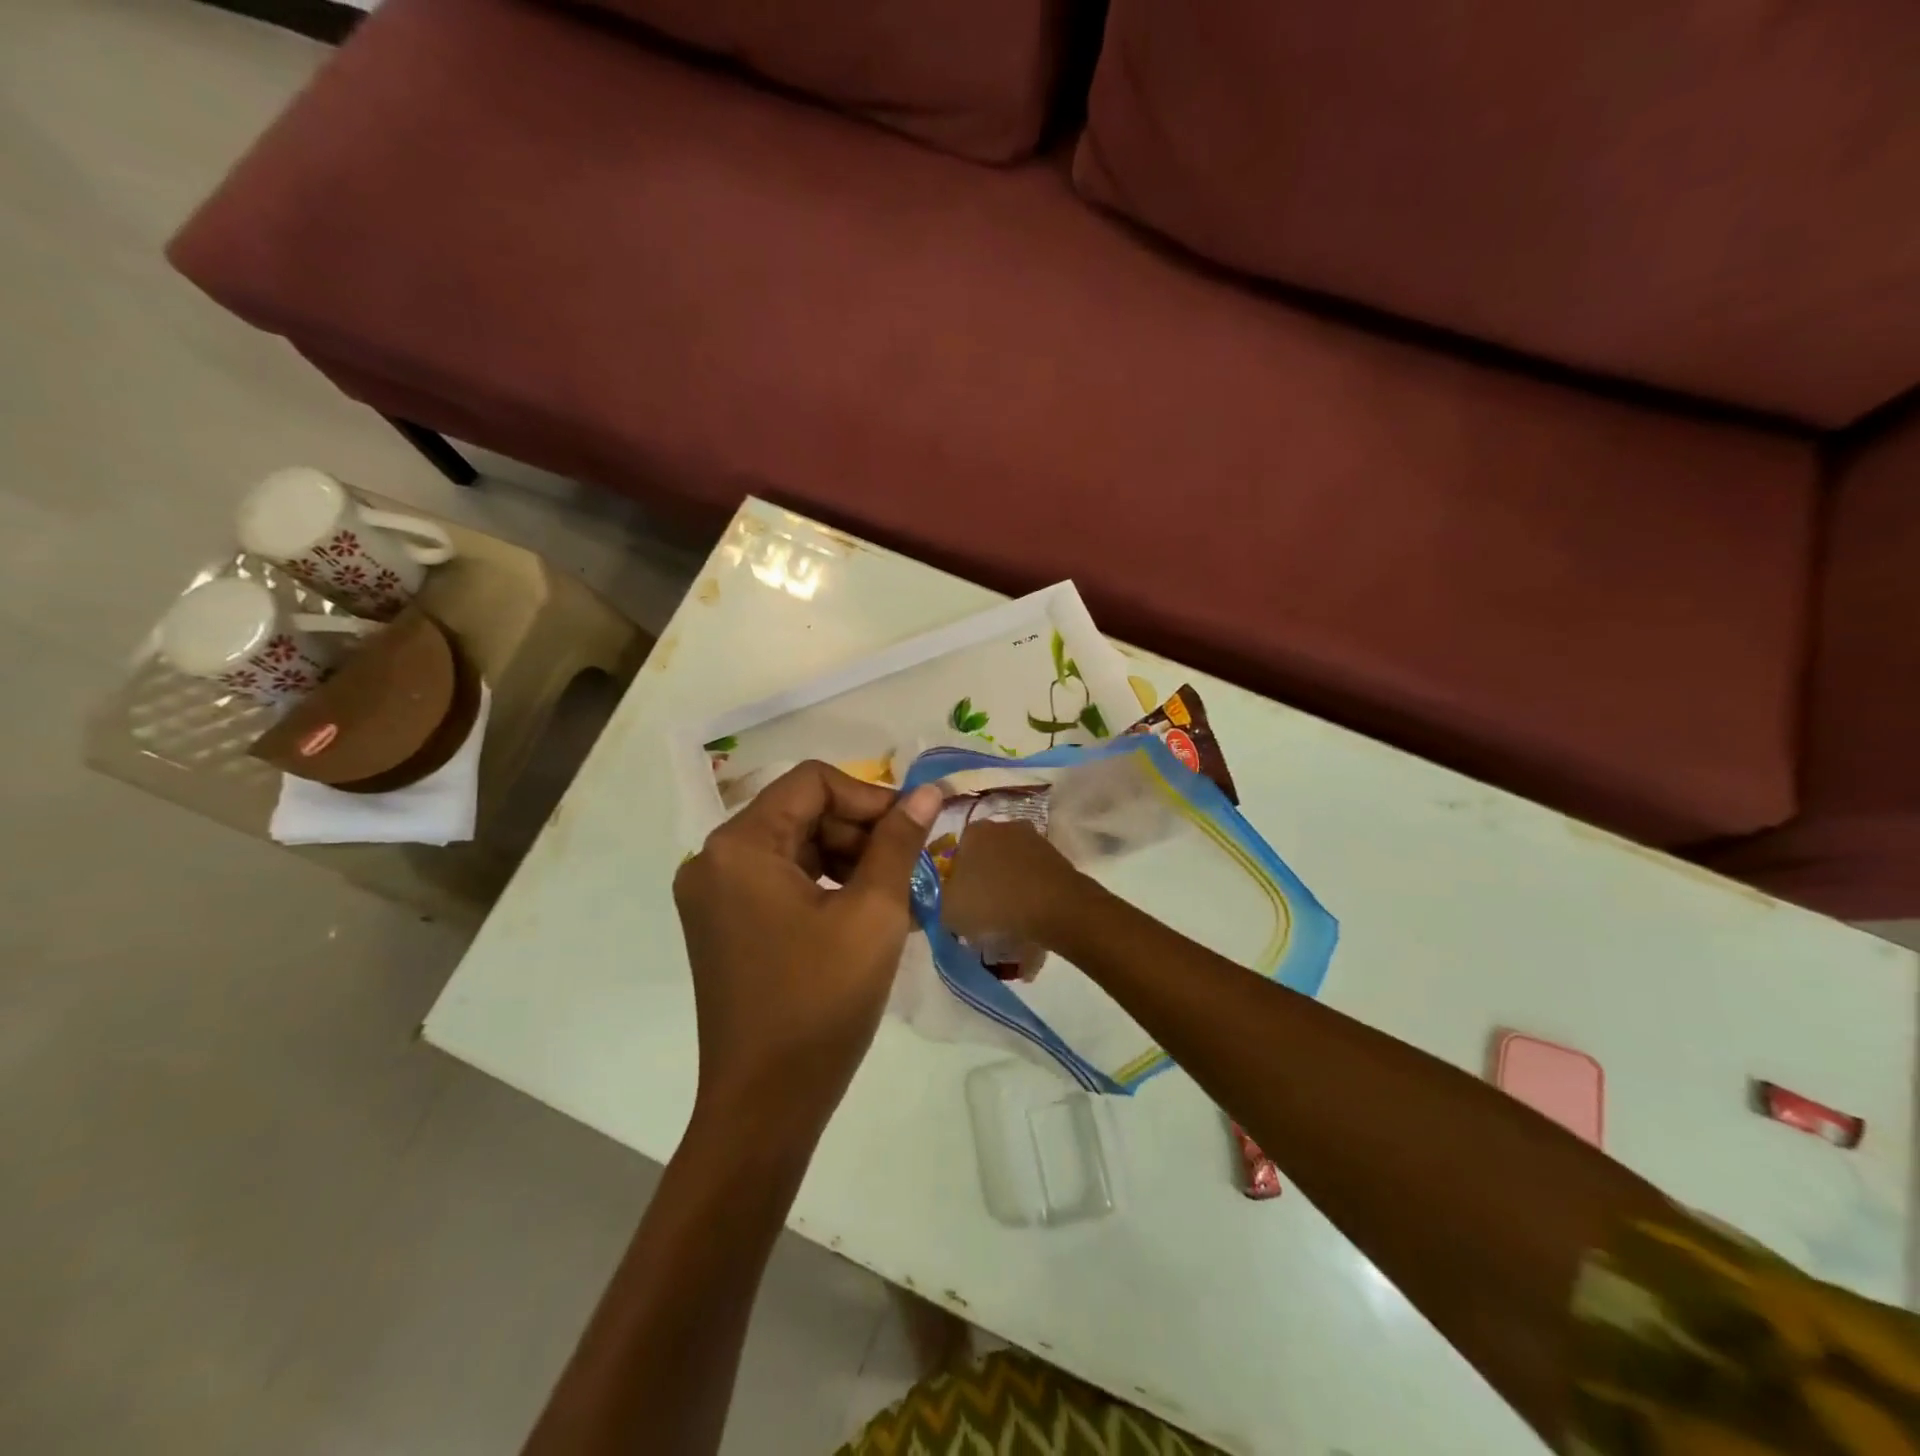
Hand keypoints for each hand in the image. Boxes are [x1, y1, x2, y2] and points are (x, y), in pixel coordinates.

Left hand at [673, 762, 941, 1145]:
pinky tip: (864, 912)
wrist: (765, 1106)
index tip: (913, 829)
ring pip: (793, 845)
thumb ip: (899, 842)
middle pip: (800, 811)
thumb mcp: (874, 914)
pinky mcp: (724, 925)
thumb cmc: (821, 1002)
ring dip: (847, 857)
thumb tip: (927, 792)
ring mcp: (713, 895)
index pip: (812, 783)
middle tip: (910, 865)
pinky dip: (824, 884)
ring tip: (894, 892)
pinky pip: (780, 880)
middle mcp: (713, 860)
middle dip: (860, 830)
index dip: (870, 796)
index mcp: (739, 846)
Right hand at [939, 819, 1087, 950]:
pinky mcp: (1055, 854)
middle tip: (981, 908)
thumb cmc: (994, 902)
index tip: (958, 901)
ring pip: (1009, 863)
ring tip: (1006, 915)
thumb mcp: (948, 908)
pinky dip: (1028, 889)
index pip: (955, 852)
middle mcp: (1002, 825)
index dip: (954, 878)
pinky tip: (1027, 912)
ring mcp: (1032, 837)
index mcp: (973, 831)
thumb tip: (938, 896)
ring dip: (1006, 883)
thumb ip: (935, 898)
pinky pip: (1031, 873)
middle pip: (984, 855)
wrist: (1055, 907)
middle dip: (981, 877)